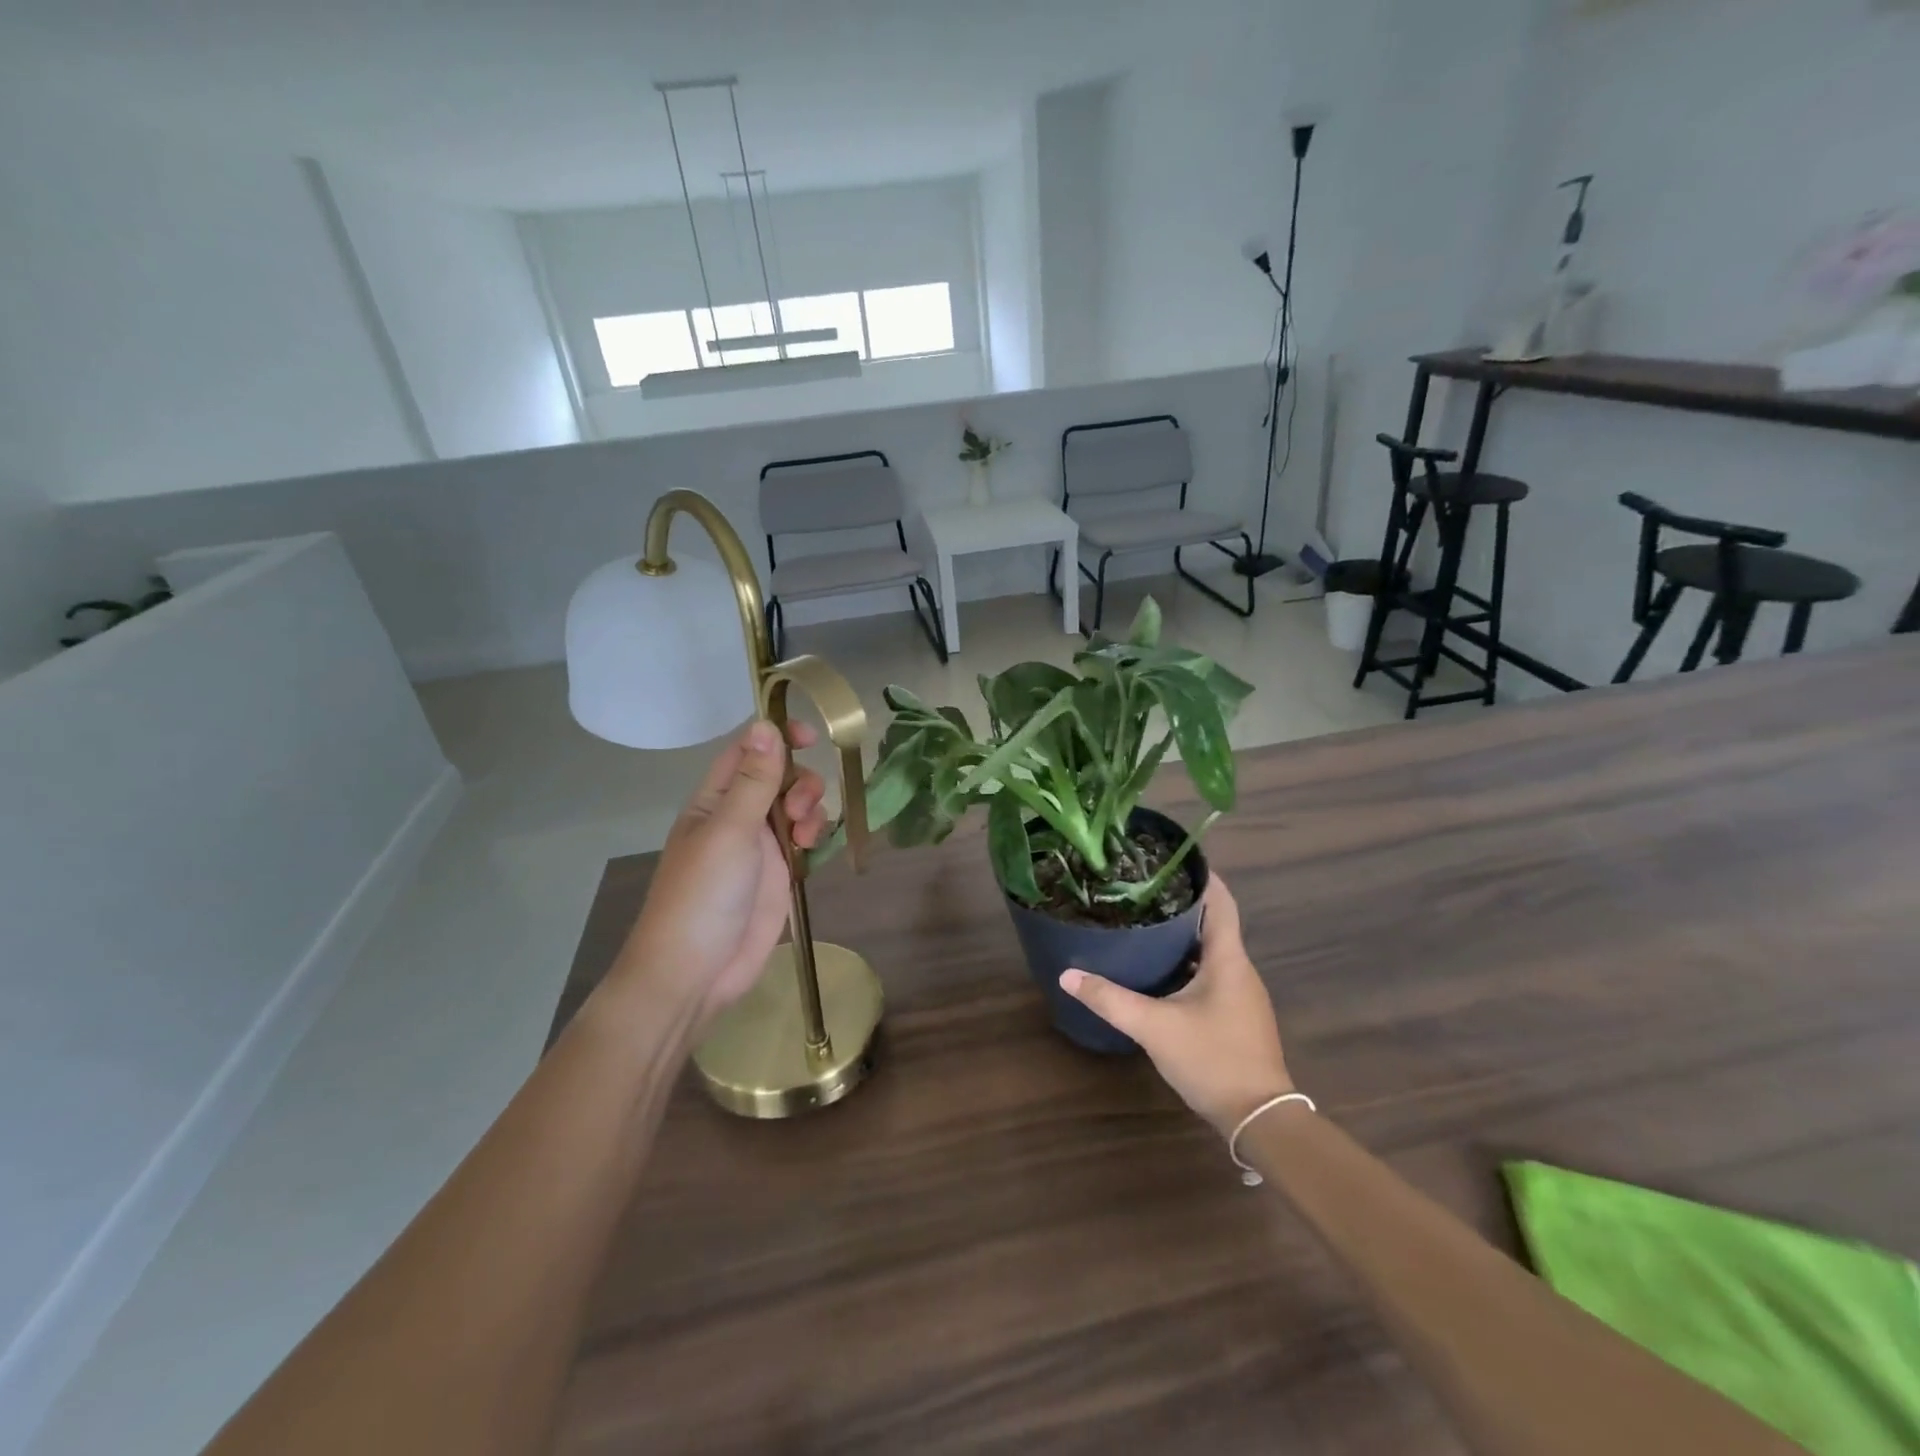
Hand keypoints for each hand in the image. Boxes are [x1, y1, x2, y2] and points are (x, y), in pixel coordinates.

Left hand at [616, 719, 829, 1034]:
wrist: (696, 972)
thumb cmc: (703, 895)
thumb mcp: (729, 831)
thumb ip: (753, 780)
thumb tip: (766, 724)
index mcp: (714, 800)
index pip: (747, 751)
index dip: (778, 737)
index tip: (811, 736)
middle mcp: (738, 816)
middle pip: (780, 776)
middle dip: (799, 782)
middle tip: (799, 809)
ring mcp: (760, 846)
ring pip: (797, 806)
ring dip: (810, 809)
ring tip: (806, 837)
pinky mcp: (780, 874)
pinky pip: (806, 839)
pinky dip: (815, 835)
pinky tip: (813, 849)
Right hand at [1060, 876, 1292, 1134]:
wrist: (1260, 1119)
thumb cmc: (1213, 1059)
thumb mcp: (1154, 1027)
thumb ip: (1110, 999)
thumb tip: (1068, 975)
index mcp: (1228, 959)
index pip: (1221, 902)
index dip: (1202, 876)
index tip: (1172, 858)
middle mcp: (1240, 970)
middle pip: (1215, 923)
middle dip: (1182, 903)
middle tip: (1143, 889)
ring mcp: (1242, 994)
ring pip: (1213, 951)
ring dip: (1185, 935)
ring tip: (1146, 922)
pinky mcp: (1238, 1016)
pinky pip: (1213, 974)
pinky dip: (1189, 962)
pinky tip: (1161, 970)